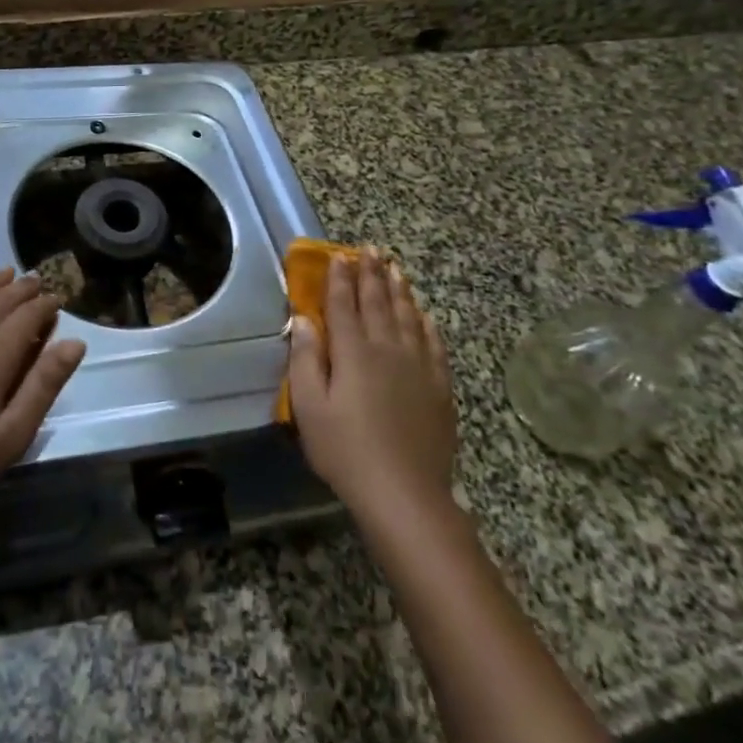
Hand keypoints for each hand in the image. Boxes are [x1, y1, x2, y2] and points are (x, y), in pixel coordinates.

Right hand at [286, 250, 454, 515]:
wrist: (404, 494)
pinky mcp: (439, 387)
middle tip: (370, 249)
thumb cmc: (345, 450)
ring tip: (395, 268)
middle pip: (378, 303)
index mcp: (353, 352)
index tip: (339, 255)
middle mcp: (387, 349)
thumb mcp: (310, 407)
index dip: (340, 279)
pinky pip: (434, 344)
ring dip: (399, 290)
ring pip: (408, 317)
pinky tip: (424, 314)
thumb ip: (306, 359)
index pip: (343, 305)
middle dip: (371, 274)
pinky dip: (427, 323)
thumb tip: (303, 319)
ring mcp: (418, 367)